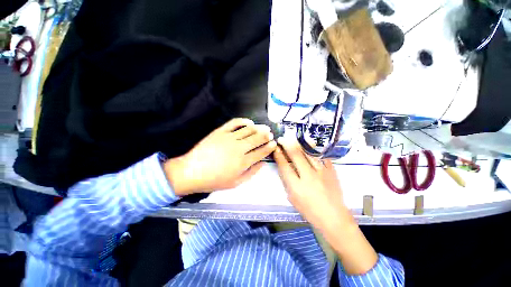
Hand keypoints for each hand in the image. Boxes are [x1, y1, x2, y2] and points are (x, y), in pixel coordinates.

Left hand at [164, 118, 275, 195]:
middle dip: (267, 135)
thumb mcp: (236, 182)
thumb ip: (251, 173)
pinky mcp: (220, 131)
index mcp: (243, 162)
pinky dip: (244, 121)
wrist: (192, 172)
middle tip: (270, 134)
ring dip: (259, 128)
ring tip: (263, 128)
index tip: (274, 144)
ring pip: (249, 129)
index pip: (261, 152)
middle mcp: (239, 148)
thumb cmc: (214, 180)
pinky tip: (249, 122)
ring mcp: (229, 138)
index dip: (269, 147)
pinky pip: (235, 122)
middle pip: (257, 138)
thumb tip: (262, 163)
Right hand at [273, 137, 378, 274]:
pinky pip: (322, 157)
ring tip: (294, 139)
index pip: (284, 166)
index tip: (276, 148)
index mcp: (296, 186)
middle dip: (287, 145)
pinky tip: (310, 147)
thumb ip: (288, 182)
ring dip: (299, 145)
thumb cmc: (310, 211)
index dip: (279, 155)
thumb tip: (285, 168)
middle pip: (296, 155)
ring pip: (308, 153)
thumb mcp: (293, 199)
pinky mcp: (331, 171)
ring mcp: (321, 172)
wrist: (334, 218)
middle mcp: (308, 177)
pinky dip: (315, 151)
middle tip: (282, 139)